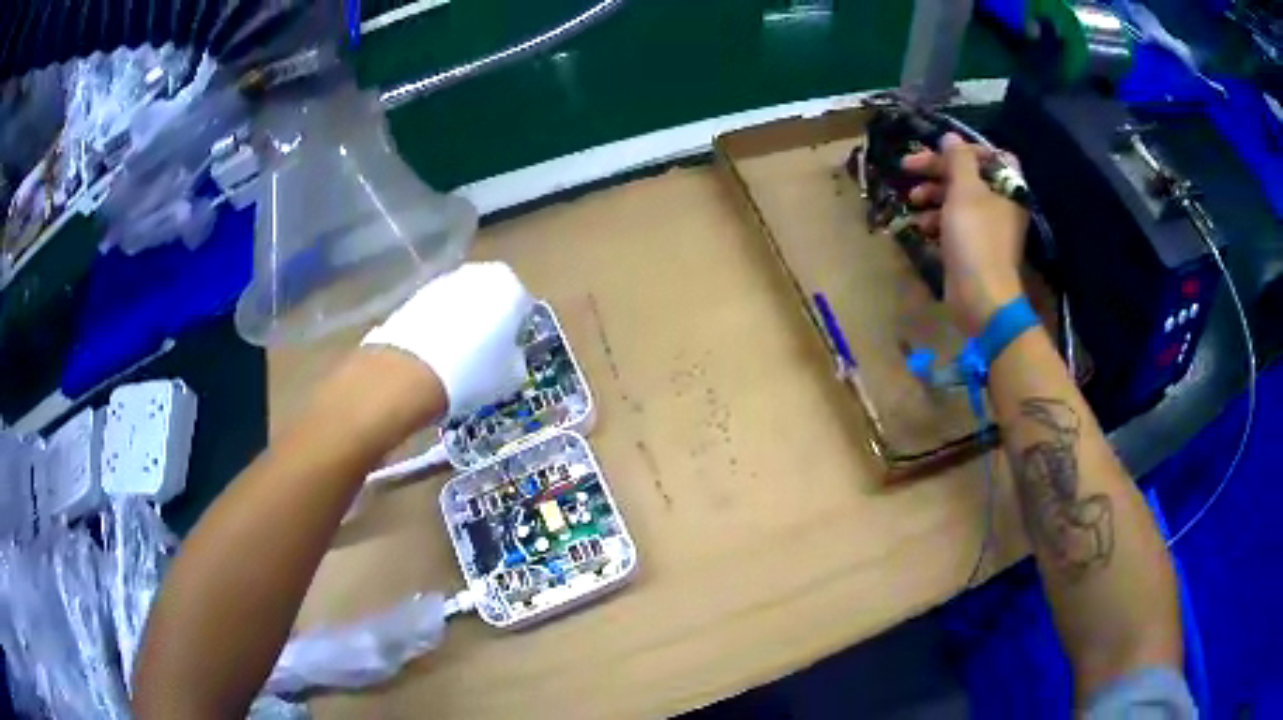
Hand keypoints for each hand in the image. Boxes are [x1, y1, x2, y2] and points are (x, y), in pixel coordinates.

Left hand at [362, 262, 533, 416]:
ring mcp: (440, 283)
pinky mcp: (412, 297)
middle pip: (488, 296)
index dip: (517, 329)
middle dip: (487, 317)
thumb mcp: (511, 377)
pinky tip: (433, 355)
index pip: (522, 304)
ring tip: (456, 357)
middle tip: (485, 351)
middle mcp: (475, 274)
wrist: (412, 375)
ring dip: (460, 321)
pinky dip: (436, 326)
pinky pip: (434, 312)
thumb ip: (516, 357)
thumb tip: (510, 356)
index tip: (510, 349)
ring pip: (459, 302)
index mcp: (508, 285)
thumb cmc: (474, 373)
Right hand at [902, 133, 1027, 334]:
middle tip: (908, 168)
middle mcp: (1002, 205)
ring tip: (912, 201)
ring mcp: (988, 228)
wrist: (981, 297)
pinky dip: (937, 220)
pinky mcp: (974, 248)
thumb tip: (951, 137)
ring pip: (958, 200)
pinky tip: (919, 225)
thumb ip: (958, 159)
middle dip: (937, 171)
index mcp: (1008, 188)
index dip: (965, 149)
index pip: (991, 155)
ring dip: (932, 195)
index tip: (939, 151)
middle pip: (968, 176)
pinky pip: (954, 224)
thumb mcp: (965, 190)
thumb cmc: (976, 238)